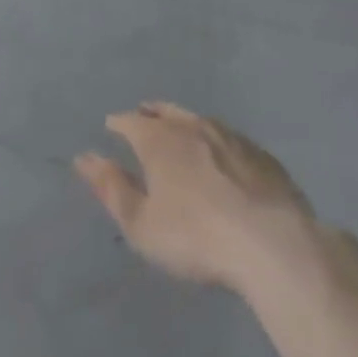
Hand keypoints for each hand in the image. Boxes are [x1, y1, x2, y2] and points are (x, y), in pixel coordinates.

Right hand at [75, 103, 318, 294]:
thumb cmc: (196, 237)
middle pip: (166, 112)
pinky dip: (216, 140)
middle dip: (151, 112)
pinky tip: (222, 154)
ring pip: (199, 120)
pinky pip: (230, 138)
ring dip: (184, 121)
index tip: (111, 126)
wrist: (273, 245)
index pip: (131, 121)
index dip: (118, 123)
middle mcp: (192, 127)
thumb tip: (83, 157)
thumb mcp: (141, 223)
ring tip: (179, 128)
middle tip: (143, 114)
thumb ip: (112, 188)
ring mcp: (231, 137)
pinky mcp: (262, 155)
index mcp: (159, 140)